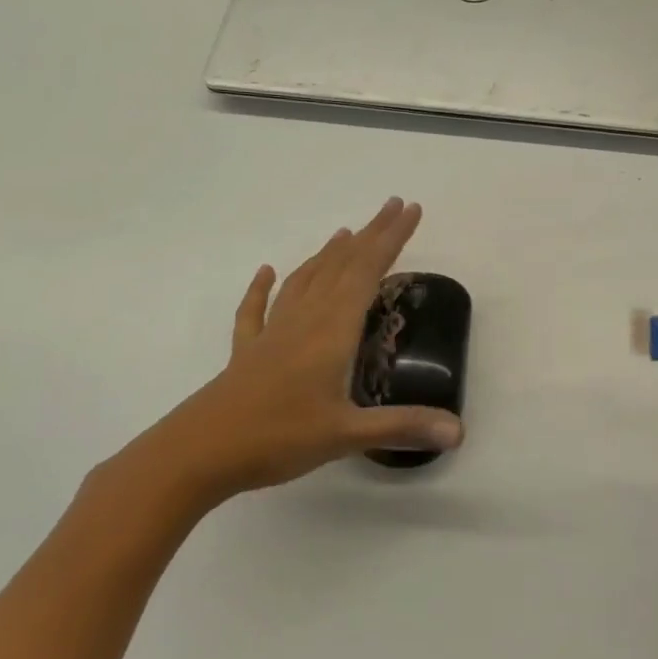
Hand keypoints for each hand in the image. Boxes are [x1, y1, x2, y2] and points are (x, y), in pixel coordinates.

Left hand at [133, 198, 463, 503]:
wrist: (198, 452)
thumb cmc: (277, 437)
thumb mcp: (345, 435)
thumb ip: (402, 427)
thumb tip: (459, 432)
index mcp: (331, 331)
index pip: (368, 272)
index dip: (392, 240)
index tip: (410, 209)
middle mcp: (304, 320)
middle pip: (341, 266)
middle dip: (370, 235)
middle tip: (393, 206)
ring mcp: (272, 333)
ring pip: (305, 280)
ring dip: (328, 254)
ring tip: (345, 232)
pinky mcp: (248, 352)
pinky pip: (257, 310)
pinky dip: (263, 288)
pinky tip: (265, 272)